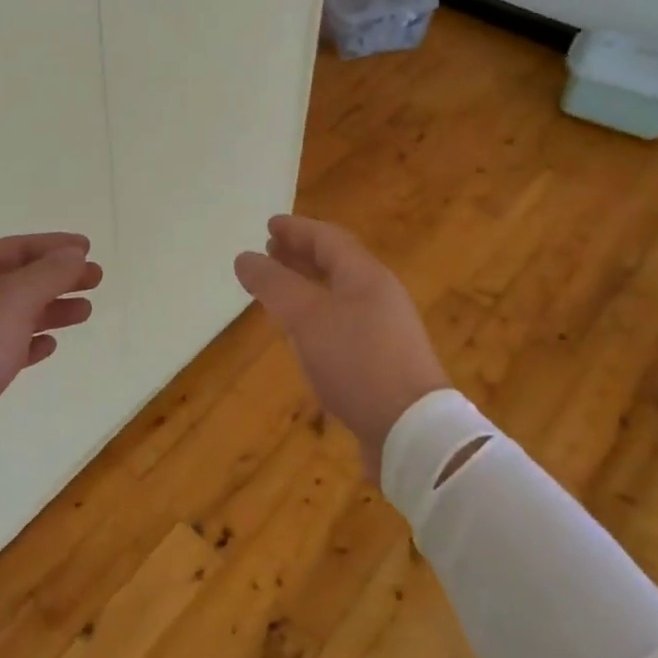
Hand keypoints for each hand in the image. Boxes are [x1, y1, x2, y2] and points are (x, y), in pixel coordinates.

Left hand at [0, 232, 100, 559]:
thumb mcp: (12, 301)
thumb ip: (48, 274)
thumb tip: (74, 254)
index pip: (15, 248)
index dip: (53, 245)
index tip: (88, 249)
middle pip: (16, 280)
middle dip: (57, 277)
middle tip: (96, 279)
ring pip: (13, 314)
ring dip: (49, 309)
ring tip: (84, 312)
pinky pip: (3, 349)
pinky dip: (29, 342)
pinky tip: (49, 347)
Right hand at [234, 215, 446, 474]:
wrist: (413, 432)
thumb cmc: (357, 362)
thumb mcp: (306, 317)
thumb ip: (273, 284)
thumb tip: (244, 257)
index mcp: (366, 276)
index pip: (328, 238)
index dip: (297, 229)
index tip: (269, 225)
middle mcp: (379, 296)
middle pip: (337, 264)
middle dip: (301, 255)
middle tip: (270, 253)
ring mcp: (385, 331)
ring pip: (340, 295)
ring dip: (308, 286)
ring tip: (279, 291)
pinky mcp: (383, 363)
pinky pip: (344, 324)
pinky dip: (317, 317)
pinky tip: (303, 336)